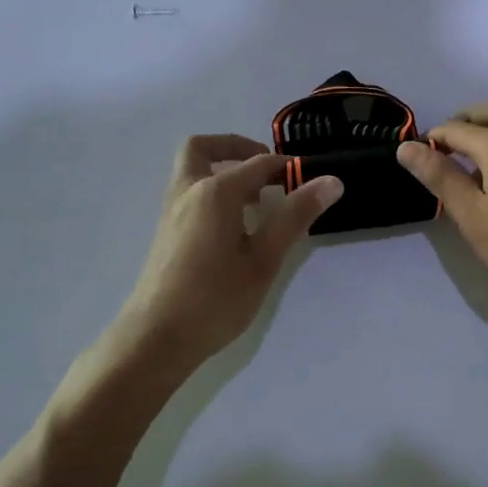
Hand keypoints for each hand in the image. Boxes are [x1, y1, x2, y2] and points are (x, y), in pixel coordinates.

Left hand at [94, 135, 341, 385]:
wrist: (156, 338)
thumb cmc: (215, 299)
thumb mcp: (264, 259)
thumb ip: (295, 215)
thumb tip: (331, 181)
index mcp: (215, 192)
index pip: (259, 164)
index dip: (288, 168)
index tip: (313, 182)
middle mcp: (188, 191)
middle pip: (204, 148)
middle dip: (237, 148)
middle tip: (268, 171)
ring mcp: (172, 211)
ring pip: (193, 170)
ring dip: (224, 171)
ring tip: (259, 202)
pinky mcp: (167, 232)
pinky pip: (190, 193)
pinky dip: (213, 192)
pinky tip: (236, 228)